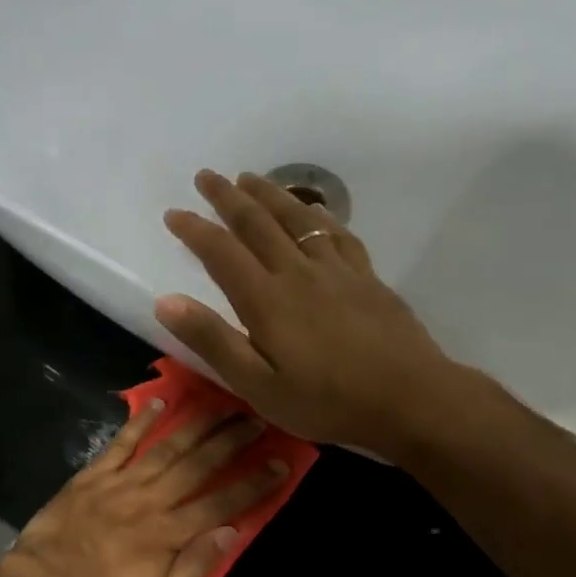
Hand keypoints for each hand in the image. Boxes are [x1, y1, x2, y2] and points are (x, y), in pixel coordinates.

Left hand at [0, 399, 287, 576]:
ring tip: (223, 404)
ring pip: (167, 447)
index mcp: (168, 533)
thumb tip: (231, 532)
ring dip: (198, 424)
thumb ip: (194, 567)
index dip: (254, 483)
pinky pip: (122, 442)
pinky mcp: (94, 473)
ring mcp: (121, 482)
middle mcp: (150, 499)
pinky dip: (141, 421)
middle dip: (232, 441)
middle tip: (258, 419)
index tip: (280, 463)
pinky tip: (161, 401)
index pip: (222, 504)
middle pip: (199, 465)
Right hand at [155, 169, 503, 456]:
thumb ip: (212, 341)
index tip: (173, 212)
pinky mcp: (366, 277)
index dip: (195, 229)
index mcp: (266, 300)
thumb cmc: (326, 401)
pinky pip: (337, 234)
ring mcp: (337, 271)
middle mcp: (298, 273)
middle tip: (207, 176)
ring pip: (297, 219)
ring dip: (270, 194)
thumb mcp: (257, 385)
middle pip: (258, 223)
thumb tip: (166, 301)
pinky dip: (318, 215)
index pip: (221, 252)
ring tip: (250, 178)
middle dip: (228, 197)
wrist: (409, 399)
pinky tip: (313, 211)